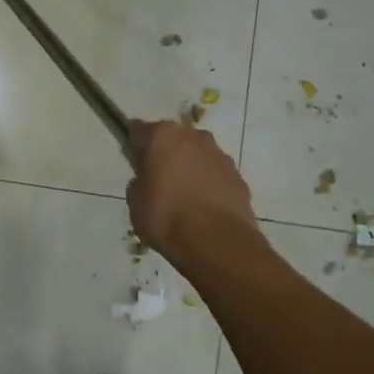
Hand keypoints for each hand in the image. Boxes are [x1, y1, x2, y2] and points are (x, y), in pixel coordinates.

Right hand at [125, 120, 264, 266]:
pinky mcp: (239, 177)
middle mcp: (194, 137)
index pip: (140, 132)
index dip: (135, 148)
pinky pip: (216, 176)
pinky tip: (203, 209)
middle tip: (159, 181)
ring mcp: (220, 156)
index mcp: (163, 136)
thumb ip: (140, 181)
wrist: (216, 242)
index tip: (134, 165)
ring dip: (190, 169)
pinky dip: (209, 185)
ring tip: (184, 199)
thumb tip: (149, 179)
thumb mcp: (135, 201)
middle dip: (166, 155)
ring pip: (198, 156)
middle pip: (174, 140)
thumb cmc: (166, 216)